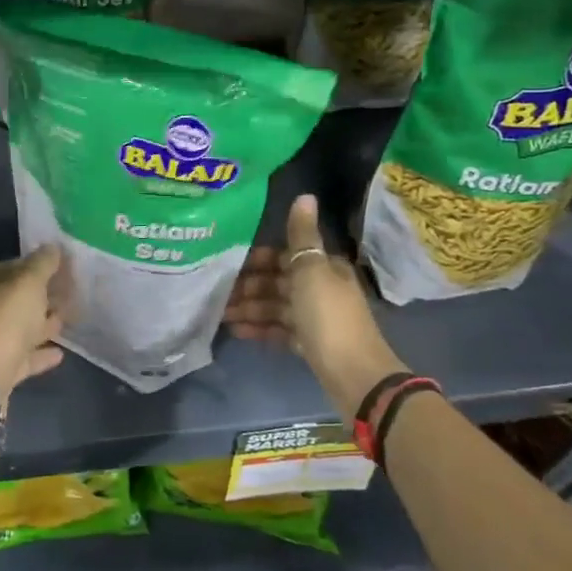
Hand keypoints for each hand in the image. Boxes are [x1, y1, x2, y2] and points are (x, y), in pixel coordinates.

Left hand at [0, 245, 66, 403]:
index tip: (69, 267)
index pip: (20, 266)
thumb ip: (43, 263)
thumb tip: (52, 246)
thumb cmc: (5, 321)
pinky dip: (42, 353)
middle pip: (23, 297)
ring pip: (26, 326)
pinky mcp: (2, 368)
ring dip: (47, 323)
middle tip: (77, 292)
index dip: (44, 265)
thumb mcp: (28, 283)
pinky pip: (27, 355)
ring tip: (73, 318)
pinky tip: (61, 353)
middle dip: (47, 294)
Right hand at [224, 195, 406, 412]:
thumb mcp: (312, 270)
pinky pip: (279, 330)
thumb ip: (302, 236)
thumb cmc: (329, 316)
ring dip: (250, 308)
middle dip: (248, 286)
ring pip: (276, 306)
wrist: (354, 375)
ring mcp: (315, 318)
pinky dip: (260, 328)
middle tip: (216, 294)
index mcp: (324, 267)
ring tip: (220, 315)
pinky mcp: (310, 344)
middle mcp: (321, 288)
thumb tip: (305, 195)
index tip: (227, 265)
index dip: (257, 259)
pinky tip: (236, 331)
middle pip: (278, 281)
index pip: (285, 255)